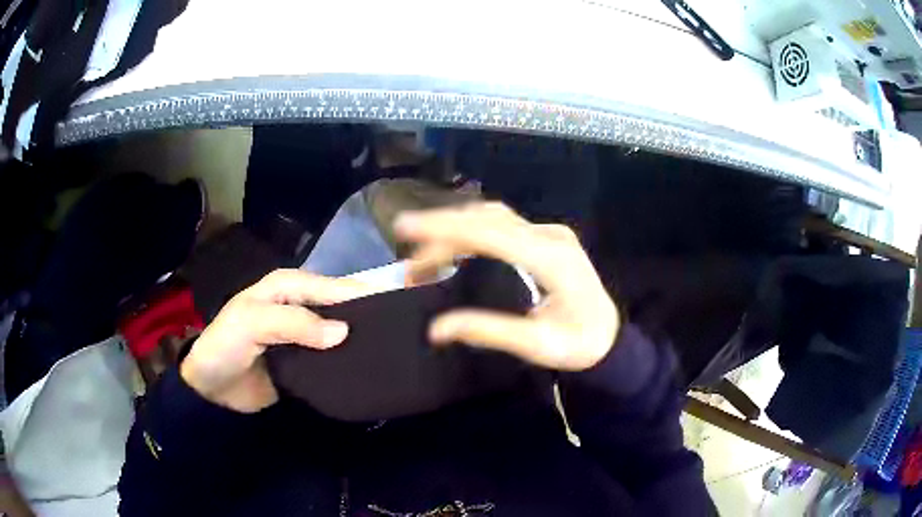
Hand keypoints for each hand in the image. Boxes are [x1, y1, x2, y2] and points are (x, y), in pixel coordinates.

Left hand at [180, 269, 380, 412]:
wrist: (211, 387)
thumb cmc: (227, 344)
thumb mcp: (253, 322)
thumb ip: (295, 323)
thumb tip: (344, 332)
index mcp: (288, 287)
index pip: (332, 286)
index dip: (362, 293)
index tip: (399, 305)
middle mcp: (299, 306)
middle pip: (339, 307)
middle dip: (367, 315)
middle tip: (403, 331)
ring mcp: (303, 336)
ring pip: (338, 332)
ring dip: (360, 340)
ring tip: (394, 350)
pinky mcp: (305, 362)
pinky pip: (332, 358)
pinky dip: (348, 361)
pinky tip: (369, 368)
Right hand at [395, 202, 618, 370]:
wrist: (609, 335)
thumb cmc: (579, 344)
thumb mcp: (536, 345)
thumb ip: (488, 331)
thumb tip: (437, 328)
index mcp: (552, 259)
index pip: (491, 233)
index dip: (445, 227)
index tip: (405, 227)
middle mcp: (550, 236)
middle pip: (487, 220)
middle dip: (441, 232)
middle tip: (409, 262)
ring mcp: (549, 233)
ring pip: (493, 218)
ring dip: (454, 231)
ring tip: (423, 258)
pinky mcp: (545, 237)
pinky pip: (502, 224)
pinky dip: (471, 231)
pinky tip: (453, 245)